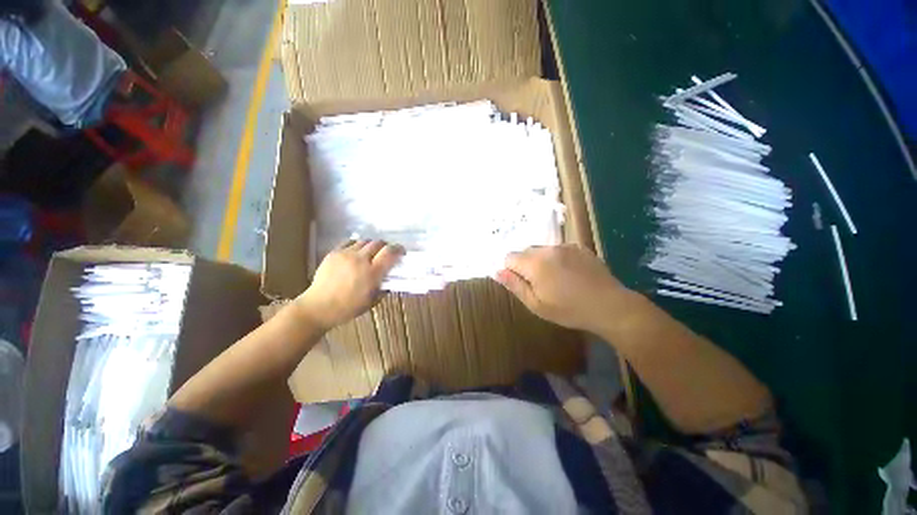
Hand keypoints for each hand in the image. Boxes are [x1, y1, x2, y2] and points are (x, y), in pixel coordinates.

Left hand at [294, 240, 403, 330]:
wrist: (318, 307)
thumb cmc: (348, 308)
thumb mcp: (372, 301)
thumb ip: (384, 286)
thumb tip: (390, 277)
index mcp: (372, 273)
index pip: (390, 252)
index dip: (398, 249)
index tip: (401, 252)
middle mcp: (360, 260)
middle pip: (378, 243)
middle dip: (386, 246)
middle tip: (386, 253)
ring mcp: (346, 254)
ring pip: (365, 241)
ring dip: (371, 246)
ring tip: (370, 253)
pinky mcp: (334, 253)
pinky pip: (349, 242)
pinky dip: (357, 244)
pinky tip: (356, 252)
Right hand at [495, 244, 630, 332]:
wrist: (610, 306)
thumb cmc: (569, 310)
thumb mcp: (536, 304)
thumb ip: (515, 285)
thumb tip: (497, 272)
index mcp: (534, 263)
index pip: (510, 257)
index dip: (511, 270)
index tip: (522, 284)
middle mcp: (547, 249)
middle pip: (525, 252)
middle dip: (525, 265)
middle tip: (539, 284)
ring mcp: (565, 246)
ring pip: (542, 250)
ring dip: (541, 261)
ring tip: (556, 280)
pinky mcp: (579, 247)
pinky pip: (558, 249)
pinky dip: (557, 259)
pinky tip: (570, 274)